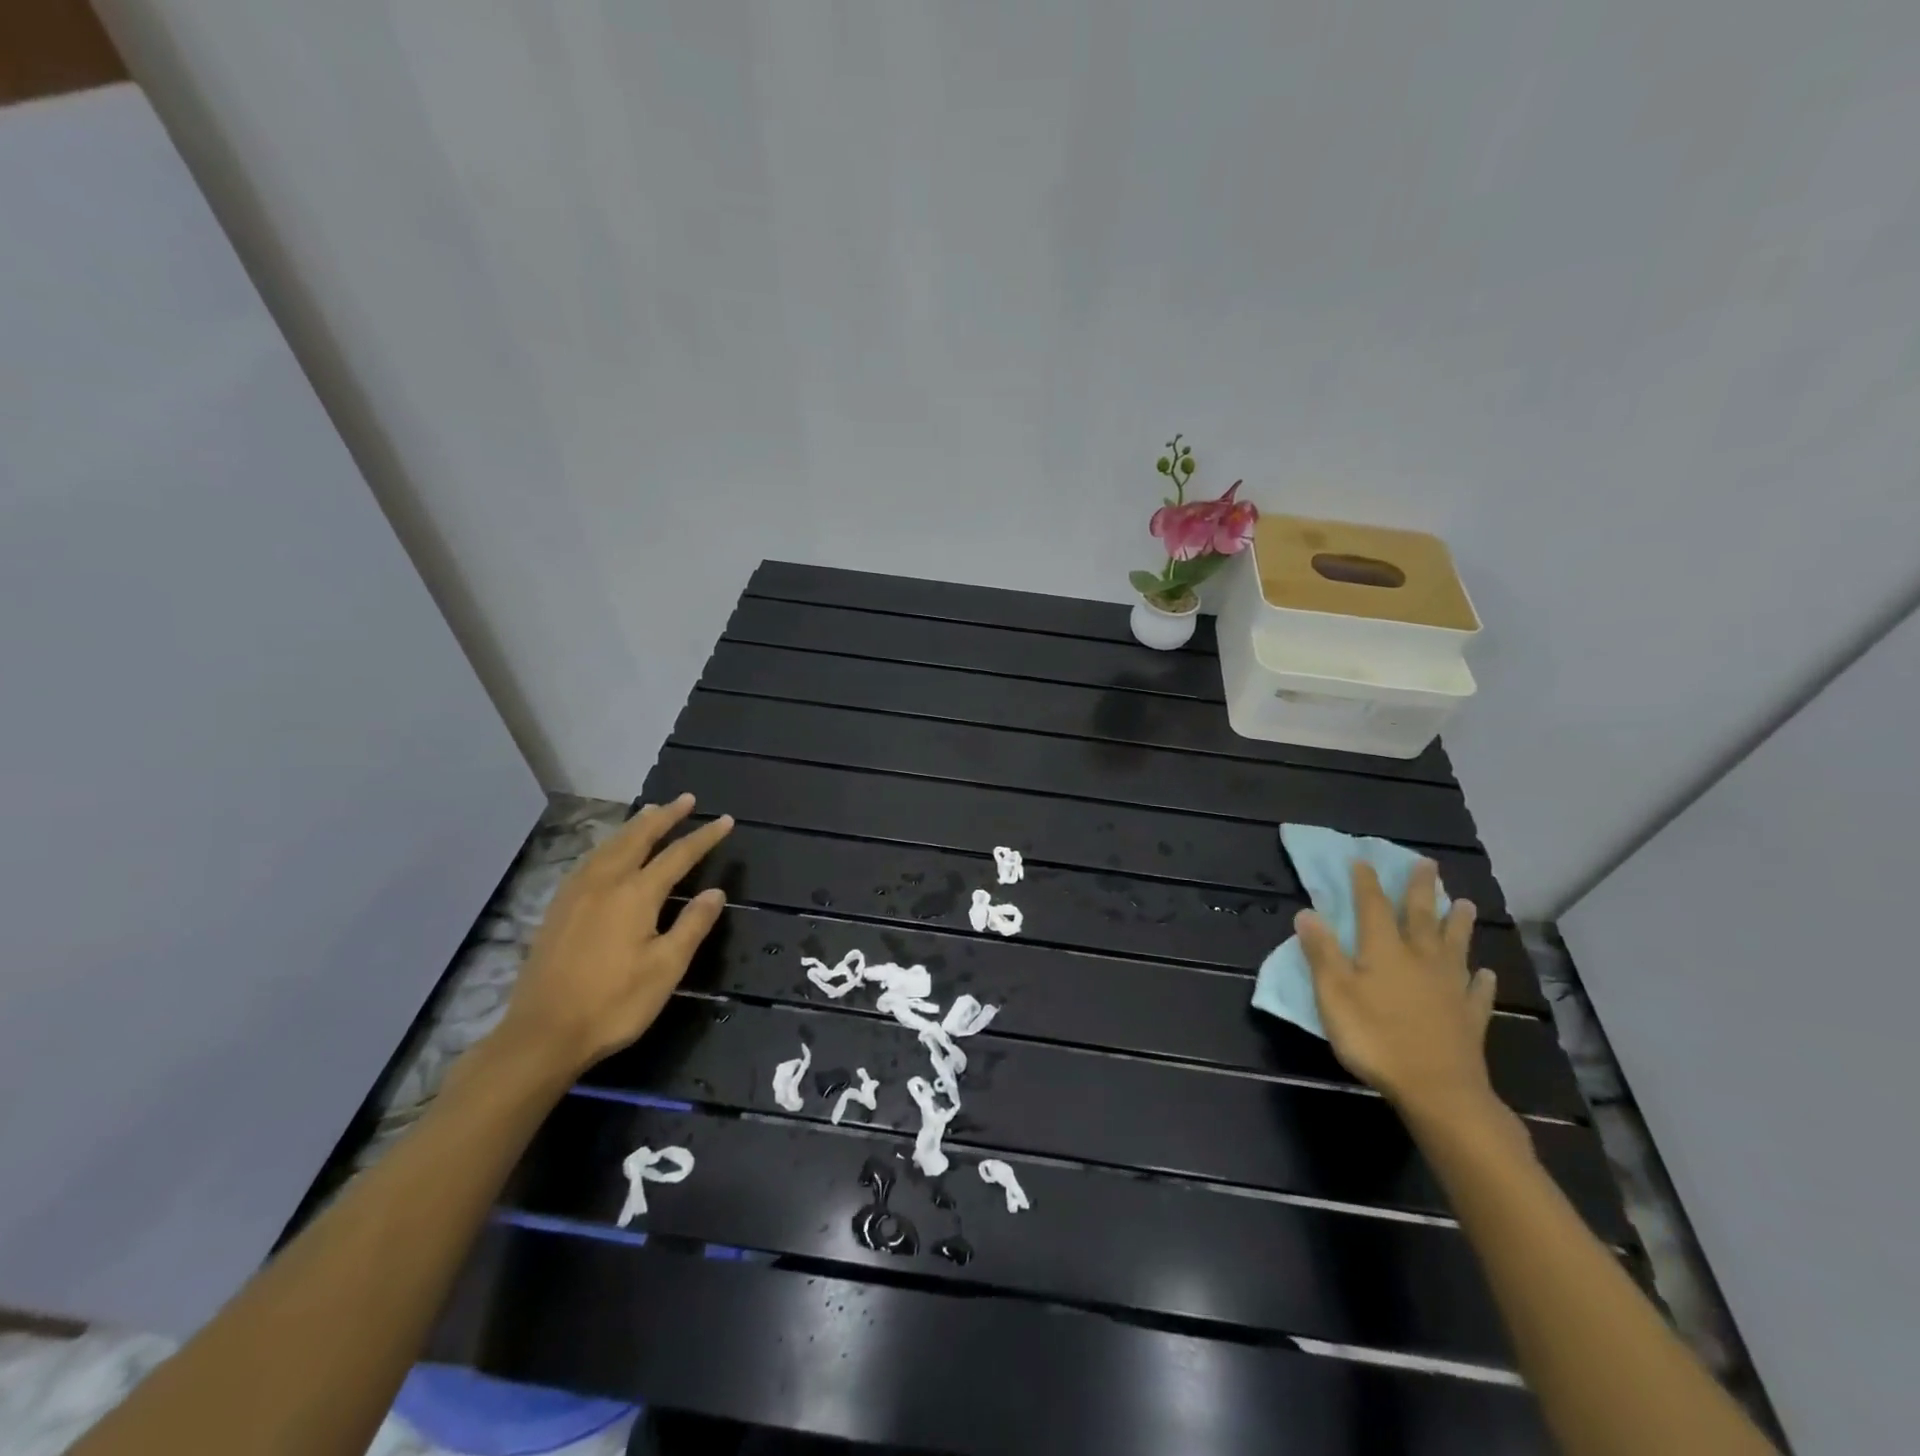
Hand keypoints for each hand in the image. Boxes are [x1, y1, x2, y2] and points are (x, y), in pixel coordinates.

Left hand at [497, 795, 732, 1077]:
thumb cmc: (613, 1003)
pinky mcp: (558, 908)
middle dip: (665, 816)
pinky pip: (590, 860)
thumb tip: (716, 892)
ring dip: (635, 826)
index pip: (678, 855)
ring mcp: (576, 894)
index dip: (704, 837)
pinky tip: (609, 851)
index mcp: (636, 895)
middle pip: (639, 838)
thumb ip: (692, 925)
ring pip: (610, 845)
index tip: (725, 820)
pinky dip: (609, 844)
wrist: (542, 1034)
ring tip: (651, 812)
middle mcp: (605, 883)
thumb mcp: (665, 968)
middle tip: (686, 799)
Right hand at [1296, 859, 1509, 1128]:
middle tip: (1427, 864)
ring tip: (1465, 904)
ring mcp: (1450, 988)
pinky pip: (1478, 991)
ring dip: (1458, 924)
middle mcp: (1421, 960)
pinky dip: (1481, 979)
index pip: (1373, 907)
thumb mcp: (1334, 994)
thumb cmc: (1375, 1038)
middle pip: (1421, 917)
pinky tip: (1485, 973)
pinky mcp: (1470, 1018)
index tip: (1363, 861)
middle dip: (1421, 889)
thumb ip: (1321, 952)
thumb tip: (1307, 912)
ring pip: (1455, 946)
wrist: (1438, 1091)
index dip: (1366, 883)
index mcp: (1384, 951)